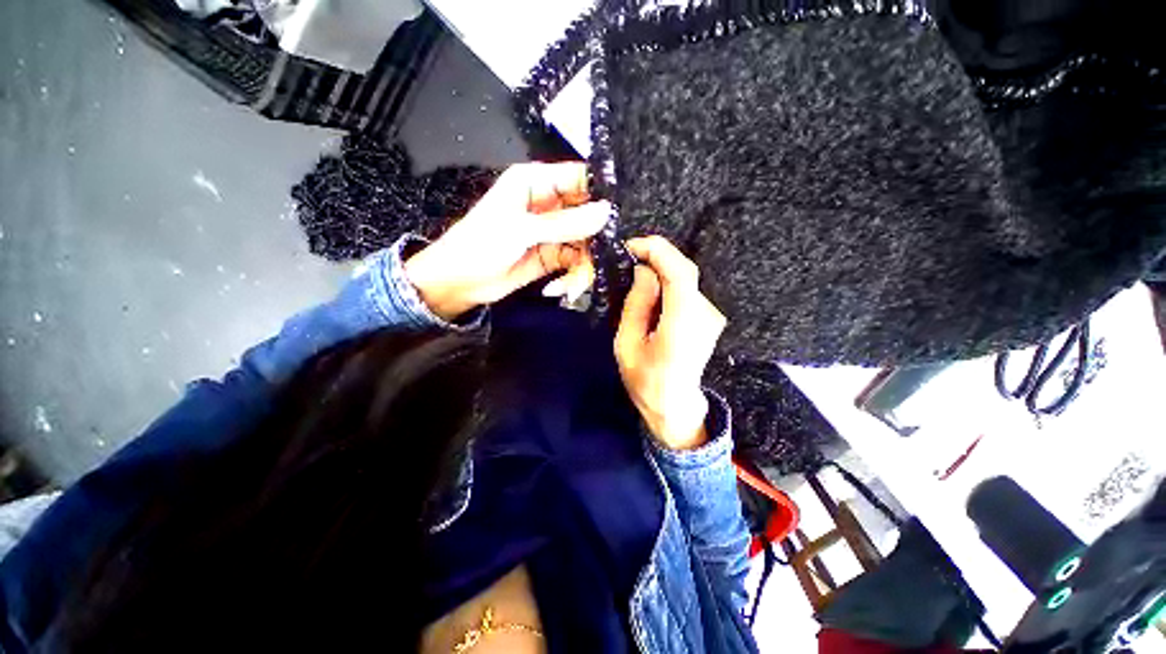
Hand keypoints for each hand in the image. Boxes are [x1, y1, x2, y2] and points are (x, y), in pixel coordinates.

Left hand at [405, 162, 608, 319]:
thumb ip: (565, 223)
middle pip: (588, 213)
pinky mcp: (554, 256)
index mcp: (537, 183)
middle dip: (598, 236)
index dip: (602, 192)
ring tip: (578, 283)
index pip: (580, 178)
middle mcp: (550, 204)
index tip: (623, 213)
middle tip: (607, 255)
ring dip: (586, 264)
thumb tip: (606, 212)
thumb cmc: (481, 245)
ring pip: (586, 241)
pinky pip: (576, 262)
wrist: (460, 283)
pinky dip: (575, 276)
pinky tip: (563, 289)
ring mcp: (553, 232)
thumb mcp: (522, 230)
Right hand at [615, 236, 726, 449]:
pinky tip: (651, 290)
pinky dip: (668, 282)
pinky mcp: (709, 317)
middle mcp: (704, 316)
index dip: (658, 251)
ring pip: (686, 278)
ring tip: (635, 275)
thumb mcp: (626, 345)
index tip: (631, 247)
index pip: (680, 274)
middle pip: (685, 271)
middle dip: (656, 256)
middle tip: (629, 257)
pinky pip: (687, 289)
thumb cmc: (645, 380)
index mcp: (682, 325)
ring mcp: (711, 316)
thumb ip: (636, 305)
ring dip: (661, 269)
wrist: (675, 406)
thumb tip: (643, 272)